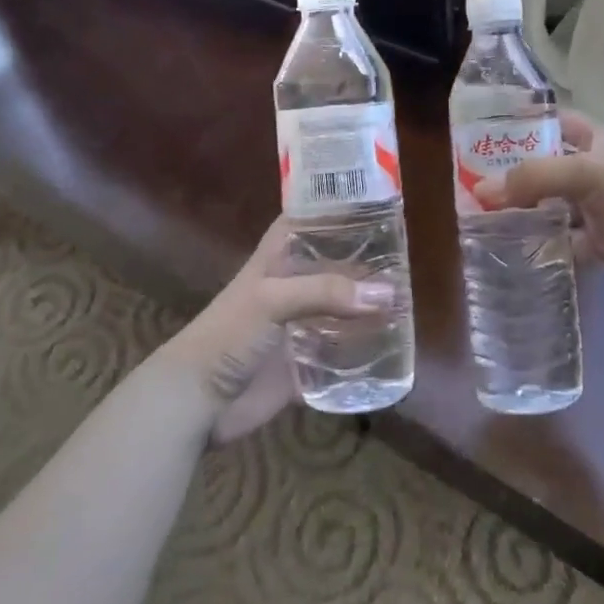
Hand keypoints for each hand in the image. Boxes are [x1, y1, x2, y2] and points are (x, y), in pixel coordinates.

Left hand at [161, 219, 393, 444]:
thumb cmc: (228, 334)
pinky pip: (340, 355)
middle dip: (366, 262)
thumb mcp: (273, 299)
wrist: (195, 401)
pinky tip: (392, 346)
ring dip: (367, 307)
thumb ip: (326, 292)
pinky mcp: (304, 364)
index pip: (312, 219)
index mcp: (279, 258)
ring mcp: (299, 326)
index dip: (340, 208)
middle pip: (334, 265)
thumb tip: (386, 293)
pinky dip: (362, 351)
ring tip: (408, 301)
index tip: (378, 202)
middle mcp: (293, 286)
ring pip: (341, 308)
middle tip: (408, 258)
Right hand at [476, 112, 603, 282]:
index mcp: (596, 141)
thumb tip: (481, 191)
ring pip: (555, 206)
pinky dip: (547, 245)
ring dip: (528, 212)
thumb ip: (533, 177)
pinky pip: (568, 241)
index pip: (557, 122)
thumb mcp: (583, 171)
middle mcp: (596, 170)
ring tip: (486, 218)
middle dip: (518, 175)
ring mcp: (600, 207)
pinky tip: (518, 249)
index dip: (528, 123)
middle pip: (549, 168)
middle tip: (476, 183)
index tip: (491, 132)